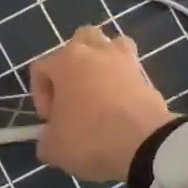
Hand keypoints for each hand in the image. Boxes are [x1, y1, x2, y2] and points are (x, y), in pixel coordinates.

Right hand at [30, 27, 173, 183]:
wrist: (145, 146)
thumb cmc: (88, 138)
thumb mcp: (53, 148)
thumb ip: (46, 138)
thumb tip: (51, 138)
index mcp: (67, 61)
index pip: (41, 67)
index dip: (40, 95)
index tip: (49, 120)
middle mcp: (96, 52)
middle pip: (80, 40)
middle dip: (72, 65)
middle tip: (72, 95)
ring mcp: (126, 62)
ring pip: (112, 46)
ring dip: (102, 63)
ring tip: (99, 92)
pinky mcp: (148, 78)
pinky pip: (130, 72)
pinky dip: (123, 84)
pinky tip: (120, 109)